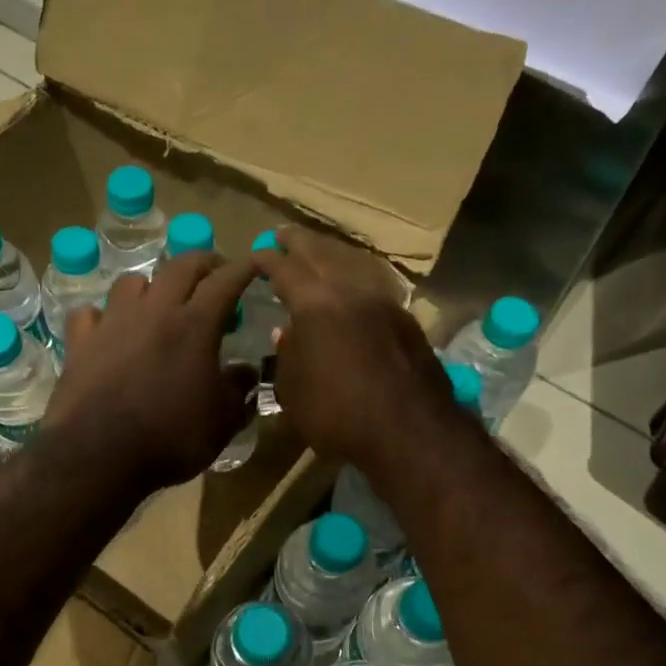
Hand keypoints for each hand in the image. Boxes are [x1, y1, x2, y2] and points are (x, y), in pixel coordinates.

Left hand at [43, 252, 259, 490]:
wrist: (98, 455)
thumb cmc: (170, 438)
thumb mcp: (221, 422)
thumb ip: (238, 391)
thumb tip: (247, 371)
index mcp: (195, 325)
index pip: (226, 281)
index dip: (244, 269)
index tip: (255, 264)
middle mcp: (154, 311)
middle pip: (180, 266)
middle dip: (203, 263)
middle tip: (214, 273)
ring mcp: (112, 322)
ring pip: (132, 281)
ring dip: (152, 284)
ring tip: (159, 301)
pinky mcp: (80, 342)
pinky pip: (90, 313)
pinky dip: (103, 315)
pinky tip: (108, 329)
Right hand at [256, 227, 453, 470]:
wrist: (410, 431)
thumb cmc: (337, 414)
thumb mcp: (293, 391)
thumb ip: (287, 355)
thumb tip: (286, 332)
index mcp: (314, 304)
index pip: (284, 268)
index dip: (267, 259)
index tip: (256, 254)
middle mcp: (350, 292)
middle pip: (321, 255)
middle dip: (300, 243)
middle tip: (285, 235)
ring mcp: (384, 303)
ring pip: (353, 267)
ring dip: (332, 259)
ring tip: (319, 258)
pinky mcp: (407, 322)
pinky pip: (373, 290)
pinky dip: (355, 284)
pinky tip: (352, 295)